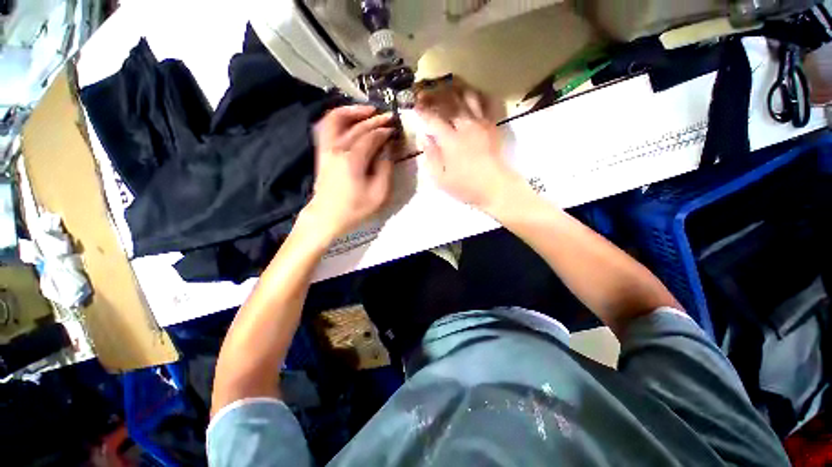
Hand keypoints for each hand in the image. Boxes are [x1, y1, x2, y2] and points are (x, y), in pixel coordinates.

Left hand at [303, 105, 394, 239]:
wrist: (327, 216)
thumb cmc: (355, 208)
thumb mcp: (378, 194)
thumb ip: (385, 169)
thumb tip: (387, 150)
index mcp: (353, 160)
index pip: (371, 137)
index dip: (384, 131)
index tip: (394, 129)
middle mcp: (337, 149)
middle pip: (357, 126)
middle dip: (375, 119)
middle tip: (388, 116)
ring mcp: (326, 148)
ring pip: (336, 119)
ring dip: (352, 111)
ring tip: (368, 110)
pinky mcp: (322, 152)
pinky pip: (326, 126)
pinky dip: (337, 118)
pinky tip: (348, 119)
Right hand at [415, 88, 523, 212]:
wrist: (496, 187)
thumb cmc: (466, 186)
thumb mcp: (441, 179)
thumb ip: (431, 156)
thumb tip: (424, 137)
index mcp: (450, 140)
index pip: (433, 119)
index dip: (422, 111)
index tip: (414, 105)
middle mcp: (465, 126)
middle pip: (448, 102)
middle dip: (434, 94)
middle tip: (425, 92)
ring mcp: (481, 123)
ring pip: (467, 96)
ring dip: (454, 89)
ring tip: (446, 86)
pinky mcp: (492, 125)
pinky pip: (486, 103)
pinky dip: (477, 94)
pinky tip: (470, 93)